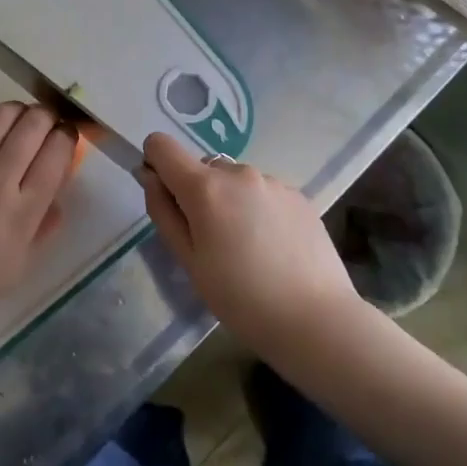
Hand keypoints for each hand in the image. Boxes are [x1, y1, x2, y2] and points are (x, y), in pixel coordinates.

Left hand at [0, 103, 75, 328]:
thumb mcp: (19, 266)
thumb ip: (43, 228)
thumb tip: (58, 196)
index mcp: (23, 211)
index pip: (55, 155)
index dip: (67, 136)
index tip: (66, 136)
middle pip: (32, 127)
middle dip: (47, 116)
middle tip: (47, 121)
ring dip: (17, 110)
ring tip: (19, 116)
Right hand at [141, 132, 360, 355]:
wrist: (317, 320)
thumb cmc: (241, 298)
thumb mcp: (189, 262)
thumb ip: (163, 212)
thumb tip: (149, 177)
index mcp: (205, 187)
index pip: (162, 145)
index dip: (155, 165)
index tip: (166, 199)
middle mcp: (238, 172)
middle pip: (201, 167)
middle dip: (196, 193)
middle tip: (211, 241)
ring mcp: (272, 181)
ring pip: (234, 180)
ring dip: (229, 201)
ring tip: (247, 248)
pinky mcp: (297, 194)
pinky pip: (262, 191)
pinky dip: (257, 209)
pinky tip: (273, 248)